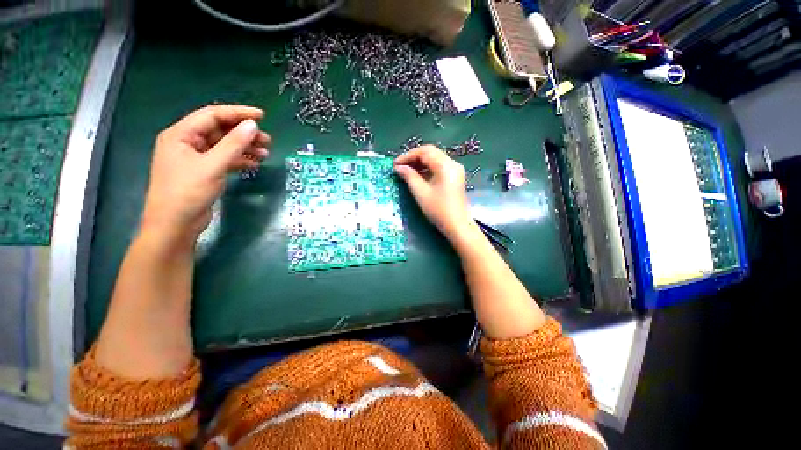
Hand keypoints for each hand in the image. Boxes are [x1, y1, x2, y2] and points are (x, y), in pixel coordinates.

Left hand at [140, 105, 270, 242]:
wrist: (175, 225)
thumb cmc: (188, 192)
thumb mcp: (213, 166)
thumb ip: (234, 144)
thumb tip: (252, 126)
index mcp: (181, 134)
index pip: (212, 115)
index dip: (237, 113)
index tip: (261, 116)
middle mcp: (186, 143)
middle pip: (219, 131)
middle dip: (244, 134)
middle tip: (267, 140)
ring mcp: (195, 158)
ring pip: (224, 146)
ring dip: (244, 148)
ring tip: (266, 154)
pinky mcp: (204, 172)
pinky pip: (224, 160)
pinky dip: (239, 161)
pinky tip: (254, 164)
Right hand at [394, 145, 475, 242]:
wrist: (457, 225)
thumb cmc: (438, 210)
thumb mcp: (421, 193)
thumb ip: (409, 176)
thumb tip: (399, 167)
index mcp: (445, 166)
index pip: (425, 152)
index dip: (408, 156)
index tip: (396, 164)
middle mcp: (453, 164)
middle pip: (431, 153)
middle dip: (414, 158)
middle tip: (400, 166)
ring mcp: (455, 170)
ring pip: (435, 159)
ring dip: (420, 163)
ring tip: (406, 171)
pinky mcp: (455, 177)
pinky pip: (439, 167)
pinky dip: (427, 168)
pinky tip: (418, 175)